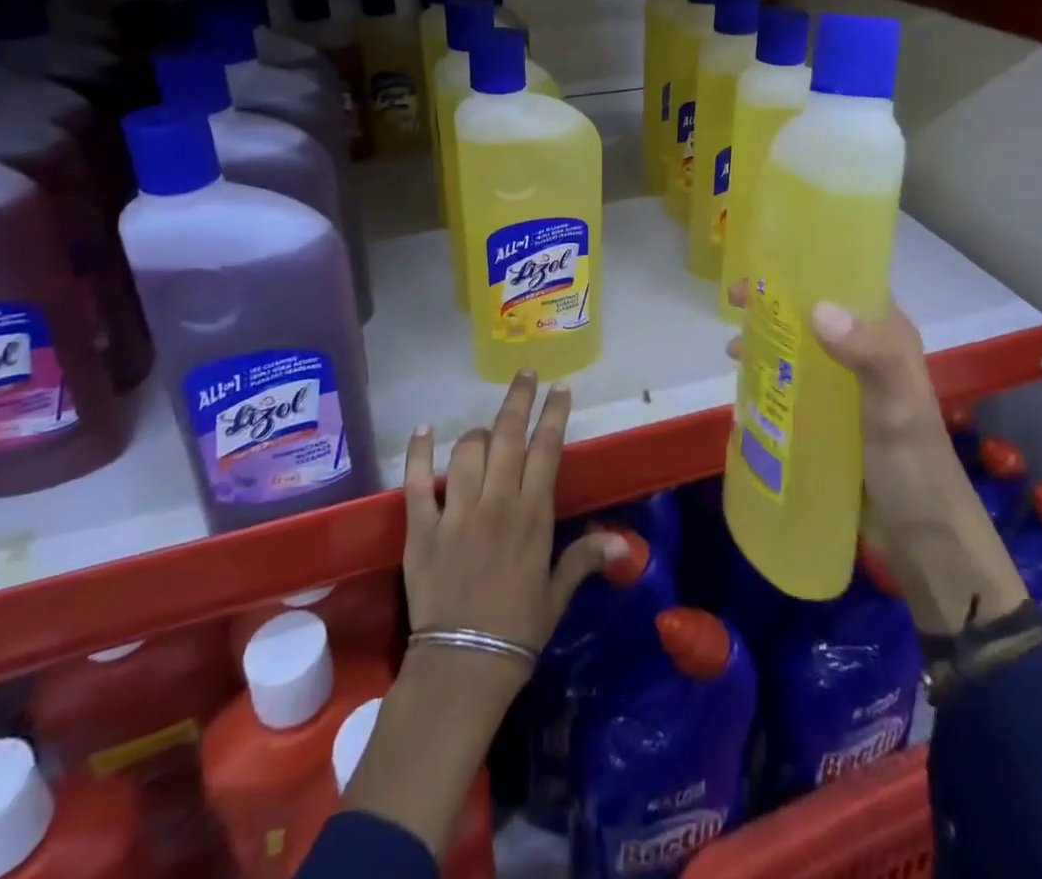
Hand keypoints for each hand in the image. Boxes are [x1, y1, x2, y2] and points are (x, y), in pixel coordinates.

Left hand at [345, 372, 622, 857]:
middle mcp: (496, 502)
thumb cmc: (518, 631)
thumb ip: (585, 559)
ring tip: (487, 429)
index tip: (560, 388)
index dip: (554, 414)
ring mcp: (456, 511)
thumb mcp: (557, 594)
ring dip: (478, 432)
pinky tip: (424, 430)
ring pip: (467, 450)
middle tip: (525, 374)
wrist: (463, 668)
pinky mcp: (421, 527)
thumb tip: (624, 544)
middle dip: (519, 399)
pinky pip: (417, 480)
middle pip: (508, 436)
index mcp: (533, 515)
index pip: (547, 449)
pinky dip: (419, 452)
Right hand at [728, 284, 1027, 633]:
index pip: (845, 283)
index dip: (803, 270)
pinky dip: (769, 379)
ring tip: (732, 350)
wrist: (924, 539)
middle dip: (773, 305)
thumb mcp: (896, 406)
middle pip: (813, 313)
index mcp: (886, 335)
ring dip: (768, 341)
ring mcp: (847, 386)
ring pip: (800, 347)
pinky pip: (794, 385)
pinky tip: (743, 390)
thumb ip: (869, 354)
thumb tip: (818, 308)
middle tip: (732, 306)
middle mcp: (866, 351)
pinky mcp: (832, 417)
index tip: (758, 268)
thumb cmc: (913, 465)